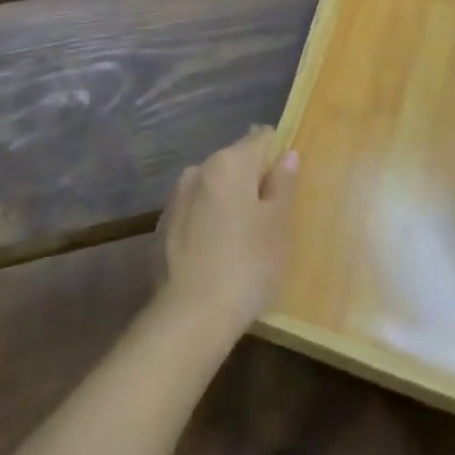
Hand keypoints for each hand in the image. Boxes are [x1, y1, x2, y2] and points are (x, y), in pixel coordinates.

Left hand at [158, 128, 297, 336]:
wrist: (189, 317)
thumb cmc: (246, 265)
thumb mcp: (277, 226)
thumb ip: (283, 185)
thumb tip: (288, 155)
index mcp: (228, 163)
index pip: (261, 137)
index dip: (280, 152)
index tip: (291, 179)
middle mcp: (198, 170)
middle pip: (235, 161)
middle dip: (254, 180)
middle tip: (274, 215)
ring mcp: (176, 198)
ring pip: (214, 188)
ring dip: (230, 201)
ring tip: (247, 238)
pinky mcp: (163, 226)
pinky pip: (196, 212)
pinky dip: (210, 222)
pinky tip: (219, 253)